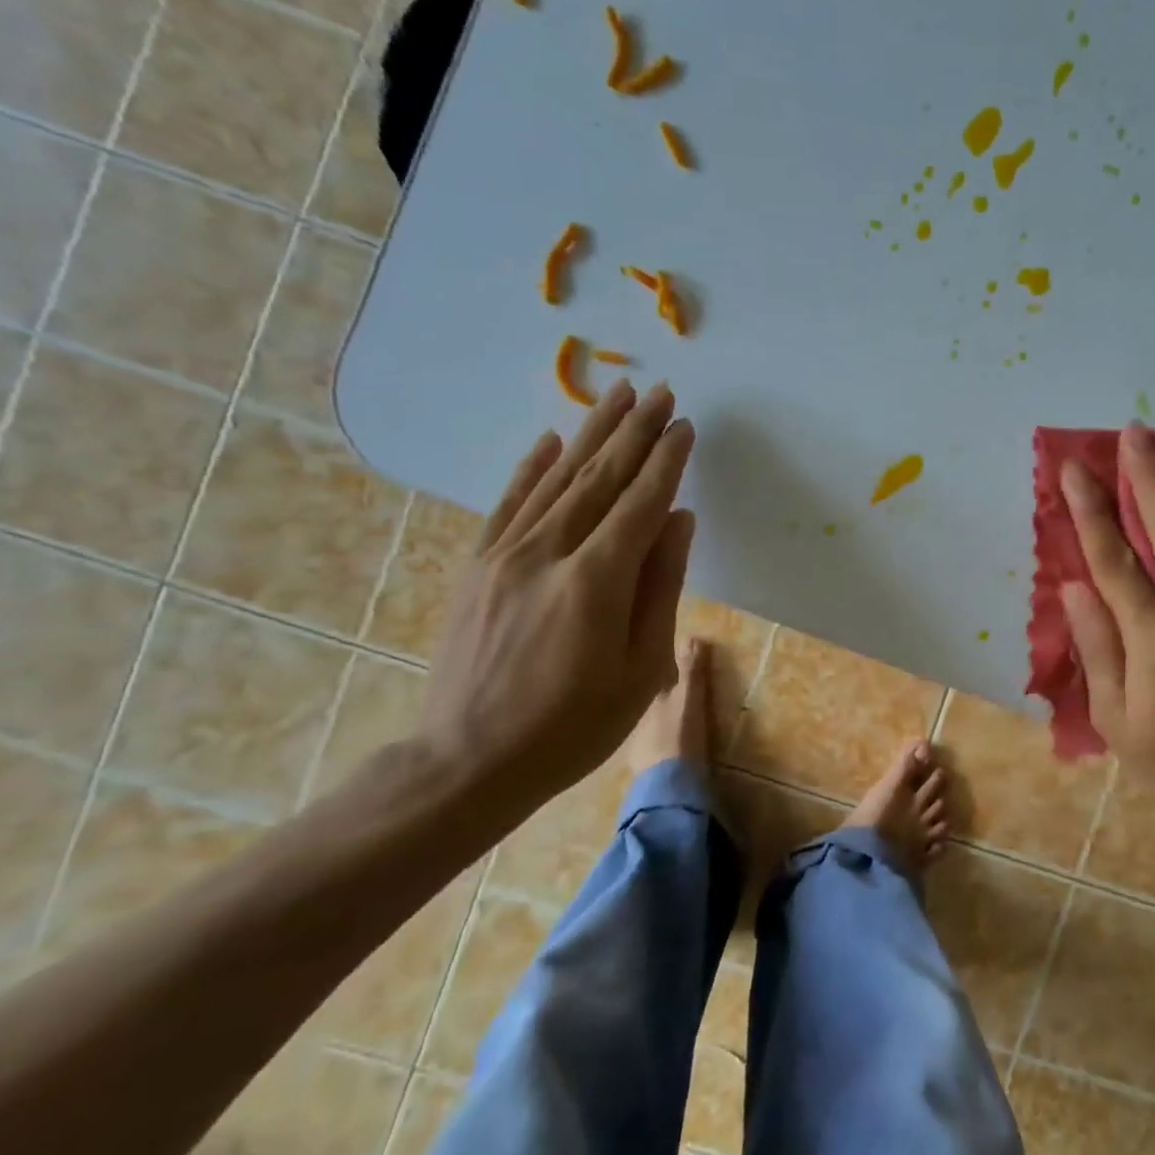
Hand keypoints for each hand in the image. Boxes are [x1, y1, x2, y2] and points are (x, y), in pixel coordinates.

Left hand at [417, 380, 695, 812]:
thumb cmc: (572, 727)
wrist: (467, 762)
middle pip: (600, 477)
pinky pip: (509, 503)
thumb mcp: (640, 670)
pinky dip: (532, 467)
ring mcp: (505, 556)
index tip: (686, 425)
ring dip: (591, 434)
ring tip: (617, 395)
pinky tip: (551, 439)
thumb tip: (678, 520)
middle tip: (660, 391)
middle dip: (634, 431)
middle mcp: (548, 553)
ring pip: (558, 479)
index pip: (641, 502)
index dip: (667, 460)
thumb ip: (660, 587)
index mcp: (595, 581)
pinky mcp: (478, 566)